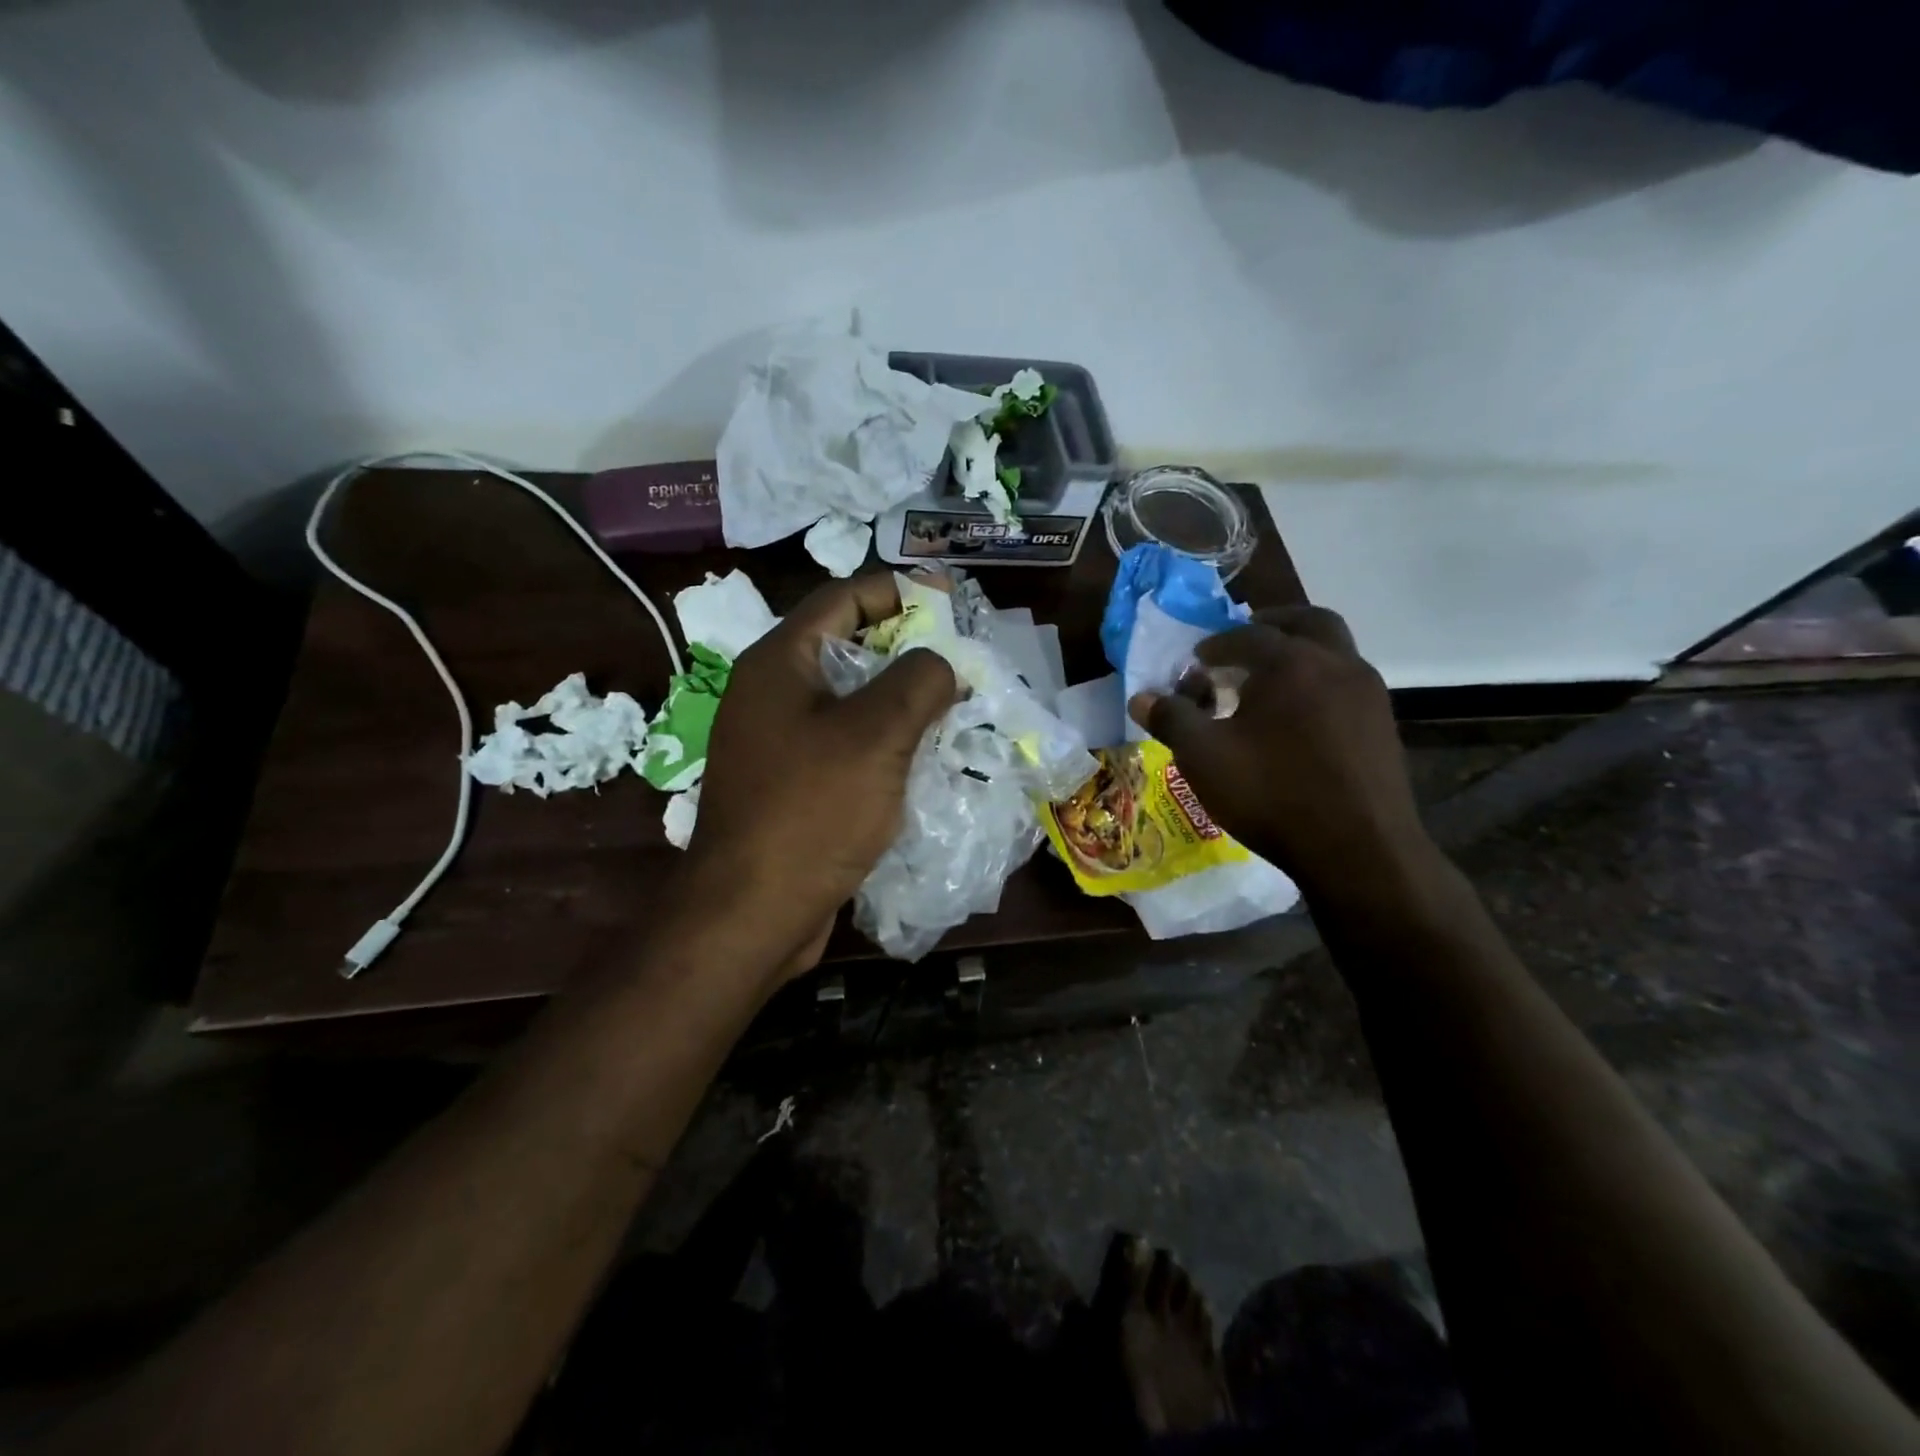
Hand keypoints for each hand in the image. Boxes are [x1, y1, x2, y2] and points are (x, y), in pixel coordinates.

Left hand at [683, 573, 955, 978]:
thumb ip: (918, 681)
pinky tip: (922, 757)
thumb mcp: (876, 734)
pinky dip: (883, 741)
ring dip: (899, 700)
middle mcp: (771, 694)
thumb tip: (943, 663)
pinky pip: (844, 745)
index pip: (843, 599)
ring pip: (849, 701)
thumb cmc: (811, 811)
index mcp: (779, 663)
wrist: (752, 912)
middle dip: (906, 649)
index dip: (899, 590)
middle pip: (847, 648)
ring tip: (953, 706)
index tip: (951, 601)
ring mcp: (777, 743)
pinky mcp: (790, 785)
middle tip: (960, 659)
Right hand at [1128, 606, 1430, 898]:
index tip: (1197, 659)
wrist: (1358, 850)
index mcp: (1290, 663)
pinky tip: (1299, 721)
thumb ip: (1171, 719)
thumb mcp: (1203, 756)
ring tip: (1269, 685)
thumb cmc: (1271, 793)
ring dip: (1301, 655)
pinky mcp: (1384, 726)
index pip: (1246, 635)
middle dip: (1273, 626)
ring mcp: (1368, 695)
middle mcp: (1336, 665)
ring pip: (1334, 653)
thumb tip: (1140, 698)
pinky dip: (1320, 684)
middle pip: (1308, 622)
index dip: (1216, 643)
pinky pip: (1347, 686)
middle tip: (1245, 642)